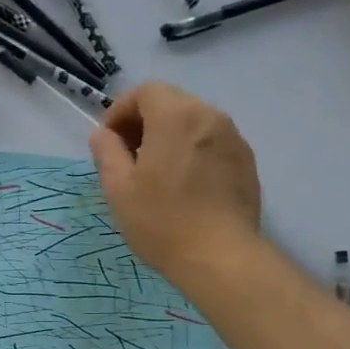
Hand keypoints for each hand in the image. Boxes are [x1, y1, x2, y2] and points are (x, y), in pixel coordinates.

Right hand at [90, 82, 262, 284]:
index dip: (121, 111)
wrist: (220, 256)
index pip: (145, 91)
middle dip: (145, 123)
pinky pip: (213, 144)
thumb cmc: (161, 220)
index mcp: (175, 116)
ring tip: (157, 175)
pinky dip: (193, 153)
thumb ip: (107, 152)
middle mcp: (209, 116)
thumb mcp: (118, 188)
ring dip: (170, 138)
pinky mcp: (246, 162)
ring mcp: (233, 138)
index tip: (110, 141)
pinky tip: (185, 187)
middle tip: (129, 158)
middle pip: (172, 103)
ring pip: (194, 124)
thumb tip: (103, 135)